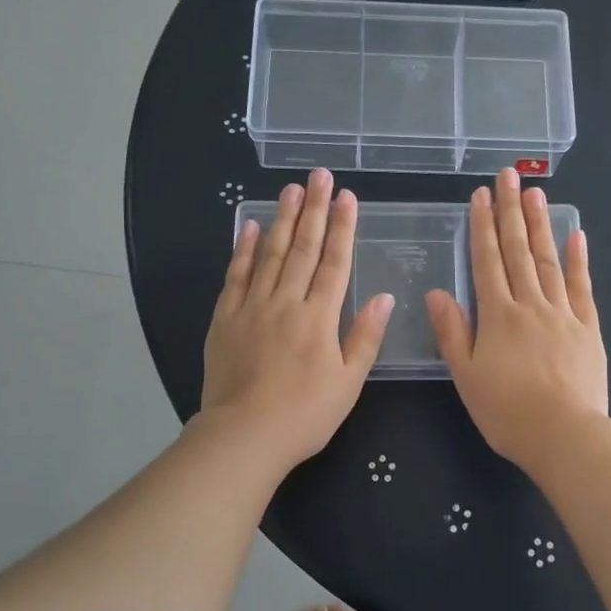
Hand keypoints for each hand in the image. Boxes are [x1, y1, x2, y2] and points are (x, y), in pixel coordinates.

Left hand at [199, 168, 394, 469]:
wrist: (244, 435)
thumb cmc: (305, 414)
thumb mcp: (349, 383)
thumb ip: (365, 337)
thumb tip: (385, 297)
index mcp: (319, 317)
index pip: (335, 262)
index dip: (343, 228)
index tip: (347, 197)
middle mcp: (286, 302)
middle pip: (302, 248)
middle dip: (313, 210)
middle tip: (318, 175)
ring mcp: (252, 307)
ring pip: (268, 254)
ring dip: (281, 219)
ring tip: (290, 190)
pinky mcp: (225, 319)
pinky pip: (235, 276)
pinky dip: (241, 249)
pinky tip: (247, 226)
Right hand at [426, 169, 608, 472]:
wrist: (565, 436)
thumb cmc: (508, 412)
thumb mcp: (467, 377)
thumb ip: (452, 332)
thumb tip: (436, 292)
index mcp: (498, 316)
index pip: (487, 261)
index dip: (482, 226)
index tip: (480, 196)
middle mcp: (530, 305)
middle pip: (519, 251)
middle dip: (510, 211)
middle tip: (508, 176)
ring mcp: (563, 314)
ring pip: (548, 261)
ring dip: (540, 225)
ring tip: (535, 193)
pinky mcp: (588, 328)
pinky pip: (581, 287)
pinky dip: (578, 260)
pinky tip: (576, 235)